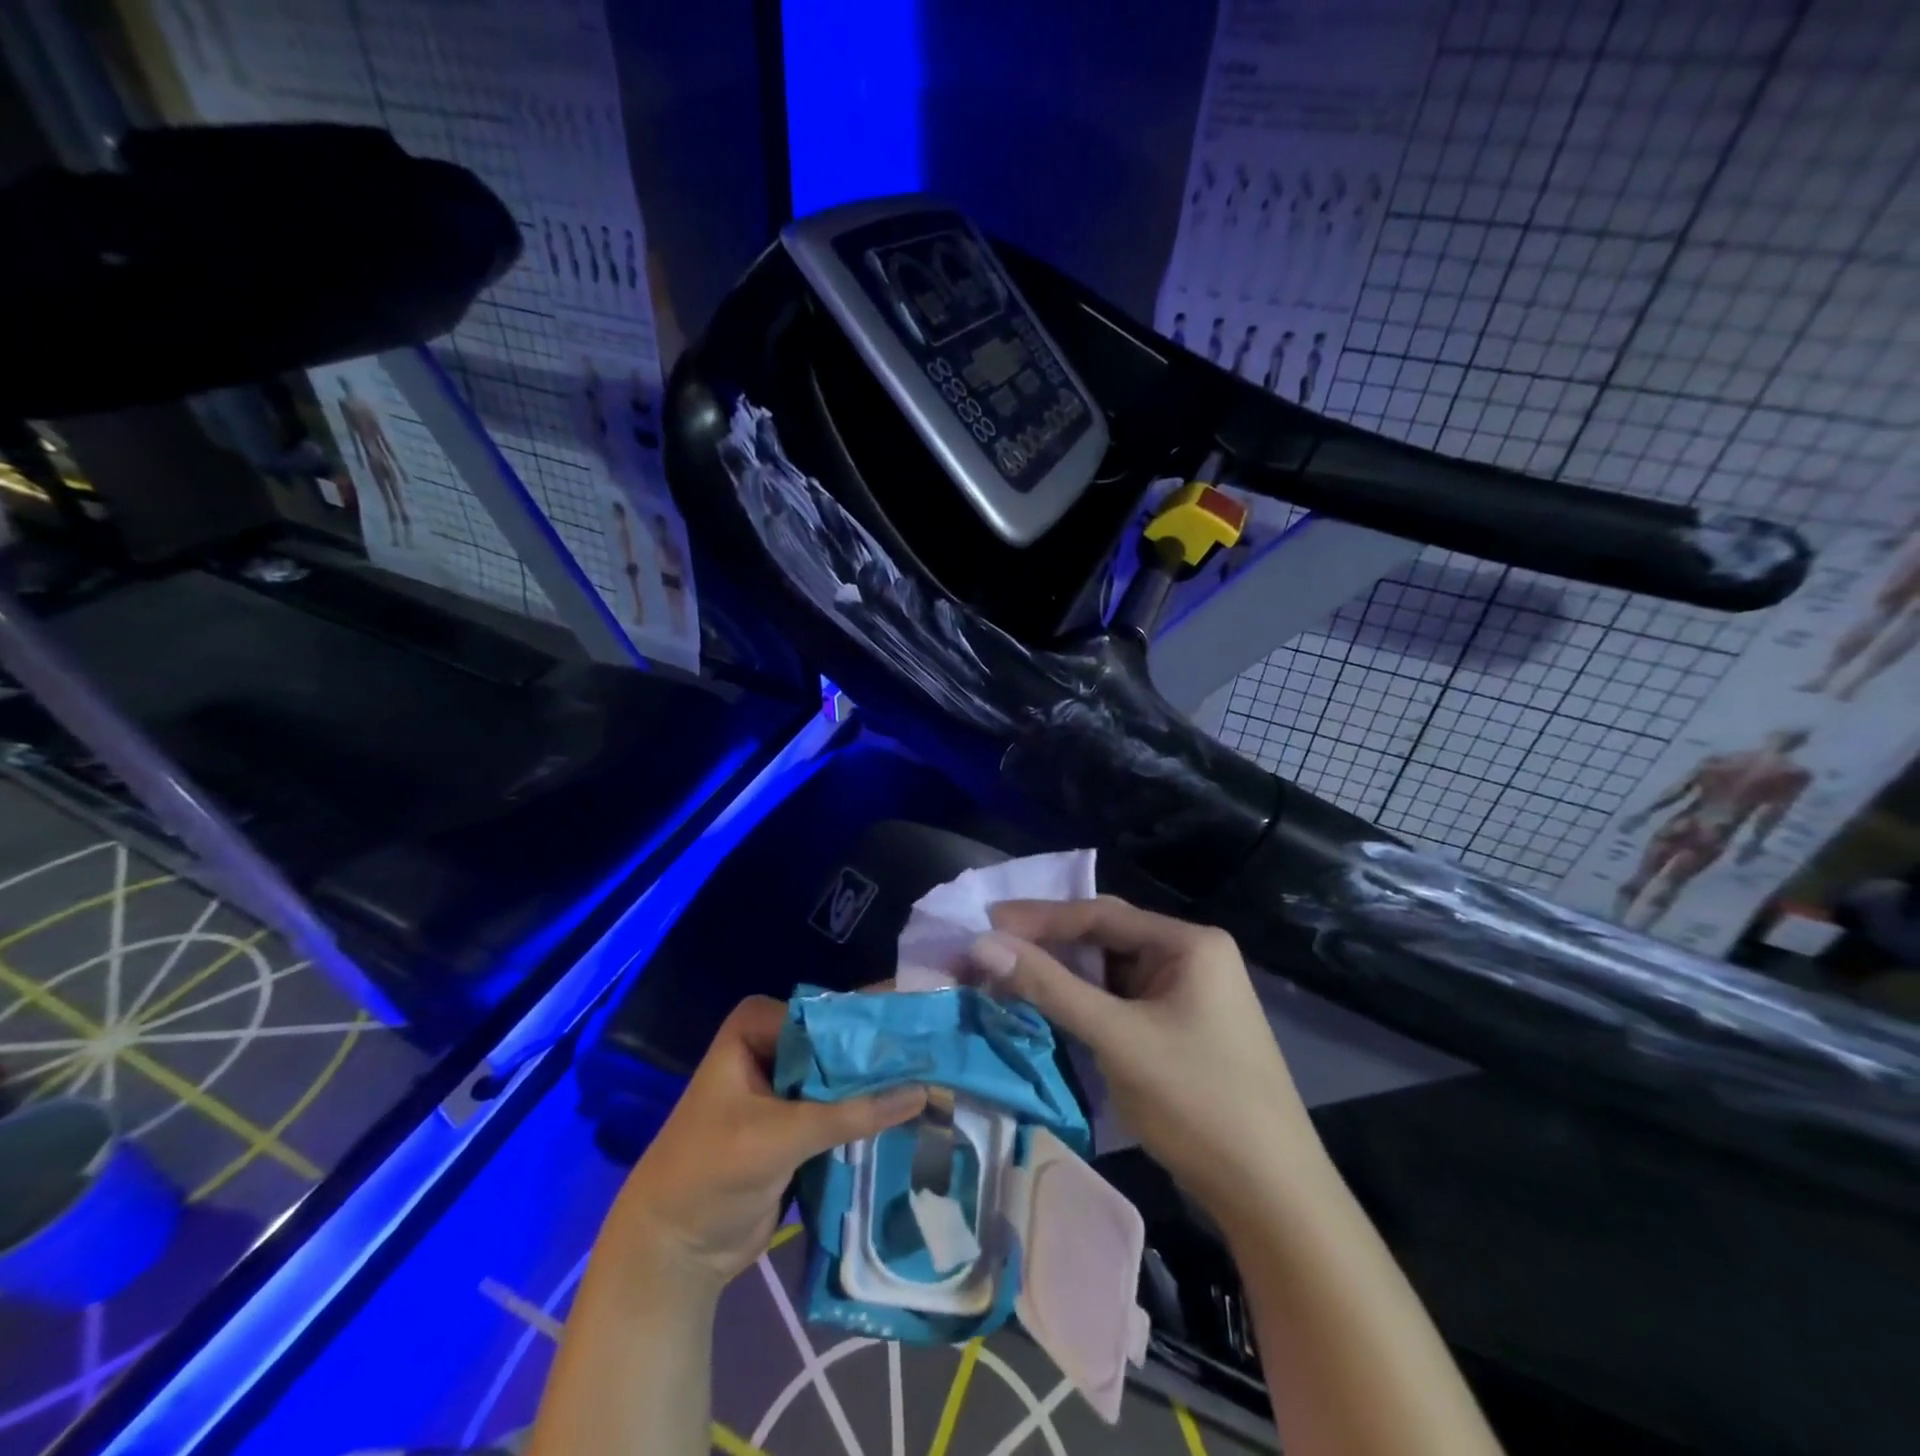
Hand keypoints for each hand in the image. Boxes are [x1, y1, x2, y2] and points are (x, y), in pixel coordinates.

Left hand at [608, 995, 925, 1288]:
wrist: (673, 1250)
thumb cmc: (711, 1173)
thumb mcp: (781, 1136)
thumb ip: (851, 1113)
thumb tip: (923, 1090)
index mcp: (758, 1026)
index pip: (831, 1011)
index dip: (877, 1021)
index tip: (930, 1025)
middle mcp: (775, 1044)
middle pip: (841, 1042)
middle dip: (885, 1054)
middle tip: (946, 1052)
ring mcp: (787, 1084)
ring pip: (846, 1075)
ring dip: (883, 1085)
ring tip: (944, 1079)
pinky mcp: (799, 1121)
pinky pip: (843, 1108)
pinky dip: (872, 1114)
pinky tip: (916, 1112)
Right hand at [970, 897, 1318, 1226]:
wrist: (1271, 1196)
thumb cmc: (1198, 1102)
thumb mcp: (1117, 1038)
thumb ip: (1049, 987)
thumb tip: (982, 944)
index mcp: (1188, 943)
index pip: (1100, 915)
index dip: (1038, 918)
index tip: (985, 921)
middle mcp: (1190, 957)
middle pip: (1105, 938)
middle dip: (1047, 944)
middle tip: (990, 949)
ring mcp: (1187, 993)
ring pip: (1110, 972)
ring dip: (1061, 975)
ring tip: (1007, 976)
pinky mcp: (1178, 1027)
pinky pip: (1120, 1001)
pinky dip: (1083, 1003)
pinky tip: (1047, 1008)